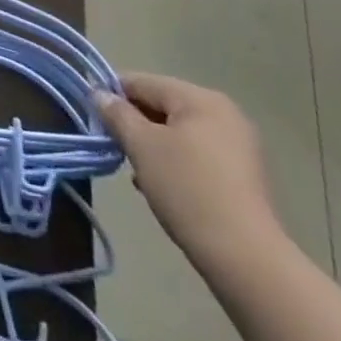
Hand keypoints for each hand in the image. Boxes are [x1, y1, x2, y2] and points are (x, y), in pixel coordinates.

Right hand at [95, 72, 281, 268]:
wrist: (246, 258)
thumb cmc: (187, 189)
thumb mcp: (141, 146)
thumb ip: (117, 114)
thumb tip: (99, 94)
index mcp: (200, 98)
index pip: (143, 82)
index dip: (113, 95)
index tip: (94, 117)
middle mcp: (224, 113)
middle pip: (162, 105)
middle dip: (135, 124)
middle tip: (116, 148)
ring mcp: (238, 145)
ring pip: (178, 132)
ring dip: (153, 146)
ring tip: (137, 171)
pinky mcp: (243, 175)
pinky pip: (197, 154)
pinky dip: (176, 163)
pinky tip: (163, 186)